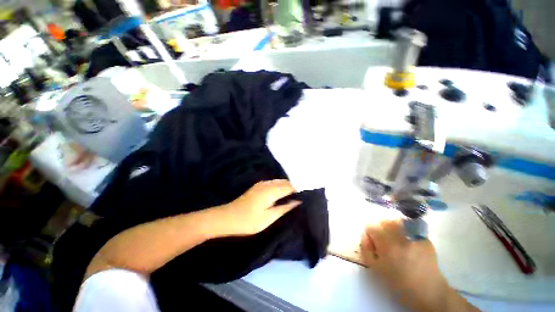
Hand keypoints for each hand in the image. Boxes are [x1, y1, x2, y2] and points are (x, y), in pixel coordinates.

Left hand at [217, 180, 301, 235]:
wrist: (227, 217)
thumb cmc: (248, 221)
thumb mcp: (269, 218)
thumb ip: (284, 208)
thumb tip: (298, 201)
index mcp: (271, 191)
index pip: (290, 186)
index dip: (299, 188)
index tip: (308, 193)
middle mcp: (267, 184)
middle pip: (285, 182)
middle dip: (295, 186)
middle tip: (303, 194)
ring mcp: (262, 184)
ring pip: (279, 182)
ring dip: (288, 186)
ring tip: (296, 194)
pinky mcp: (258, 186)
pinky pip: (274, 183)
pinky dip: (280, 186)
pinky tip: (283, 193)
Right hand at [361, 220, 475, 311]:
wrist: (428, 292)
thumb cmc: (397, 282)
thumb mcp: (375, 268)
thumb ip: (366, 249)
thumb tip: (365, 235)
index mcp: (386, 243)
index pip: (370, 225)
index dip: (369, 233)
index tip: (372, 243)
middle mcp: (400, 235)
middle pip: (384, 220)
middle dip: (380, 228)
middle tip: (383, 241)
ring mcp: (414, 236)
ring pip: (397, 222)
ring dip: (392, 228)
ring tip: (395, 241)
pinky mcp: (425, 239)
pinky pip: (410, 229)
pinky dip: (405, 233)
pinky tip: (408, 245)